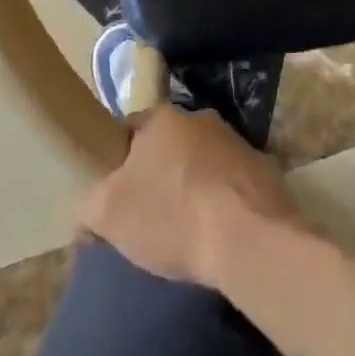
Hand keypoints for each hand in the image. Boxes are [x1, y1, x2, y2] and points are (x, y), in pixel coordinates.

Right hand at [79, 105, 310, 287]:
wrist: (249, 238)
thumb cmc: (172, 215)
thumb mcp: (109, 214)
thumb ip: (91, 207)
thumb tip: (90, 215)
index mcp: (163, 117)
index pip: (131, 129)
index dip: (120, 161)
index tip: (118, 194)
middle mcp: (200, 118)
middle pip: (169, 145)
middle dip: (160, 173)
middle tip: (151, 214)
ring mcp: (236, 142)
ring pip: (202, 162)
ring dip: (194, 186)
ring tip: (187, 229)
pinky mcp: (264, 170)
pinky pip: (231, 185)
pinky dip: (223, 203)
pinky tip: (217, 234)